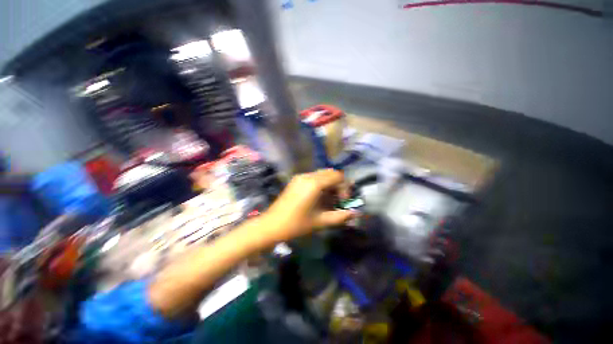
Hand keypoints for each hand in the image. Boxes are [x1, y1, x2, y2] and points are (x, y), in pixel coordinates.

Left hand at [262, 169, 355, 242]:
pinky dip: (321, 183)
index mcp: (314, 184)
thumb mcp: (320, 222)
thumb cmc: (296, 224)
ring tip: (328, 199)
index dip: (344, 187)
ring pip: (322, 174)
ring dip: (329, 183)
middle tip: (337, 199)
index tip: (342, 201)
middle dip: (338, 184)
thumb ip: (340, 217)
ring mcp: (300, 176)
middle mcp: (308, 175)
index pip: (337, 176)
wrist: (271, 225)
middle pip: (330, 172)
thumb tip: (356, 213)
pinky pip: (313, 177)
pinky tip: (318, 196)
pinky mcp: (296, 180)